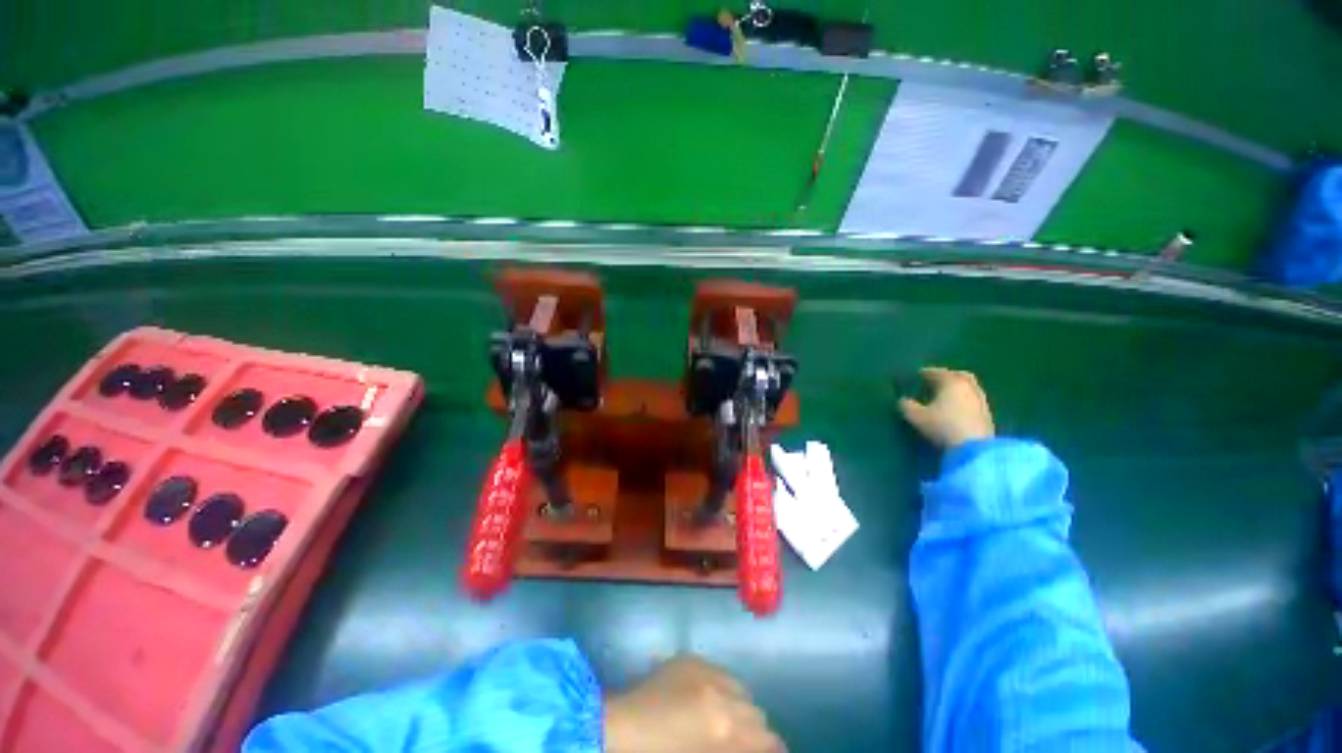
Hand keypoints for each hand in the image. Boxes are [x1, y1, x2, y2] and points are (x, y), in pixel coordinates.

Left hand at [604, 655, 785, 752]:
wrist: (619, 728)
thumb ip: (731, 750)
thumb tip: (748, 745)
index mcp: (724, 728)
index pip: (767, 738)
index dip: (773, 749)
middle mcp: (720, 694)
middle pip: (757, 712)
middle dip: (756, 730)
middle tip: (746, 743)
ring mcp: (705, 671)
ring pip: (741, 688)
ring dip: (741, 706)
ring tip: (728, 720)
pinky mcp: (691, 658)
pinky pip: (721, 672)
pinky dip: (723, 687)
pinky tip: (710, 700)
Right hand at [899, 367, 994, 448]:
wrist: (975, 448)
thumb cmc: (943, 426)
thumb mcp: (917, 417)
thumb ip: (907, 406)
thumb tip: (903, 400)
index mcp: (952, 383)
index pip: (937, 372)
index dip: (926, 373)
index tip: (917, 375)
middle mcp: (969, 387)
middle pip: (959, 376)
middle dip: (947, 376)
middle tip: (936, 381)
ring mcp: (981, 401)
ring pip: (969, 388)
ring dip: (957, 389)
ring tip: (946, 396)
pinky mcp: (987, 415)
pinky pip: (973, 400)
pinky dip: (964, 400)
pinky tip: (957, 408)